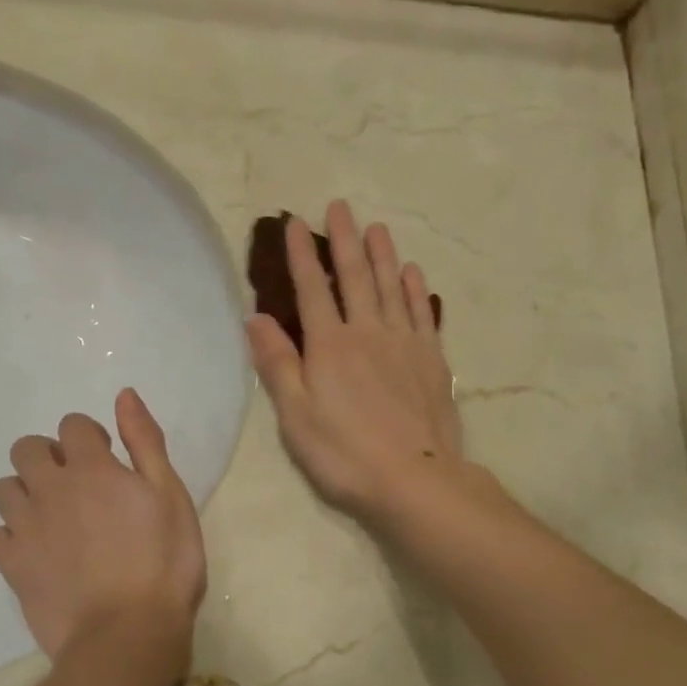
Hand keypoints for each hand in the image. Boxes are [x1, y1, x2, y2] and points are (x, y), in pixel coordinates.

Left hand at [0, 388, 205, 670]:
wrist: (127, 635)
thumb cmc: (164, 562)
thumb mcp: (170, 495)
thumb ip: (145, 441)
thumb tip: (123, 395)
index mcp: (91, 468)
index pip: (72, 425)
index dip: (90, 437)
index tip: (109, 461)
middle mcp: (50, 489)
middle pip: (26, 449)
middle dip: (48, 456)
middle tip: (77, 486)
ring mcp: (25, 528)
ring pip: (5, 489)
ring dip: (27, 492)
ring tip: (55, 518)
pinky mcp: (12, 566)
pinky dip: (14, 535)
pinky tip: (39, 551)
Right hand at [247, 200, 467, 526]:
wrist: (415, 479)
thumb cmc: (344, 453)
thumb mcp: (296, 416)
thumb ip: (277, 364)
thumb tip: (255, 317)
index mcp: (330, 345)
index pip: (311, 289)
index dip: (302, 254)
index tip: (295, 222)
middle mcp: (368, 332)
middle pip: (354, 277)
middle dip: (344, 240)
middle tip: (340, 206)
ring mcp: (404, 343)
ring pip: (391, 287)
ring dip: (382, 255)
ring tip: (376, 227)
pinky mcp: (431, 359)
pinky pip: (420, 313)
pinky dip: (414, 289)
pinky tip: (412, 272)